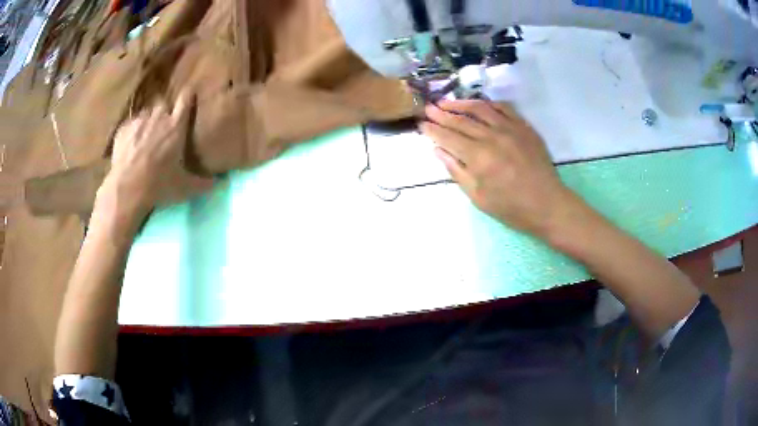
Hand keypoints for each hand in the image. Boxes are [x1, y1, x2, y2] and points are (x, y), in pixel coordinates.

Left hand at [97, 92, 213, 224]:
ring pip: (147, 114)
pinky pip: (131, 124)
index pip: (186, 98)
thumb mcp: (184, 188)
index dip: (189, 95)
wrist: (126, 189)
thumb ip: (203, 183)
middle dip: (165, 114)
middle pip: (165, 105)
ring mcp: (139, 121)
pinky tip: (131, 146)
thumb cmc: (158, 185)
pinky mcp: (124, 129)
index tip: (190, 96)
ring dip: (148, 122)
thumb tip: (218, 183)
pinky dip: (133, 132)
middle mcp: (159, 116)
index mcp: (176, 125)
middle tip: (164, 130)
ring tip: (146, 138)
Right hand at [420, 100, 582, 238]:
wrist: (547, 204)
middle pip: (461, 120)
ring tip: (447, 102)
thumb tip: (438, 150)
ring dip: (461, 103)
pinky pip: (503, 107)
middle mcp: (492, 137)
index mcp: (478, 157)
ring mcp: (510, 128)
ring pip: (480, 109)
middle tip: (428, 108)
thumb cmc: (511, 208)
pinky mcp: (524, 126)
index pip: (448, 137)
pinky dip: (488, 104)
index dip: (432, 129)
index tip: (421, 123)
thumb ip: (457, 171)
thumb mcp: (478, 197)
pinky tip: (478, 104)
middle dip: (441, 113)